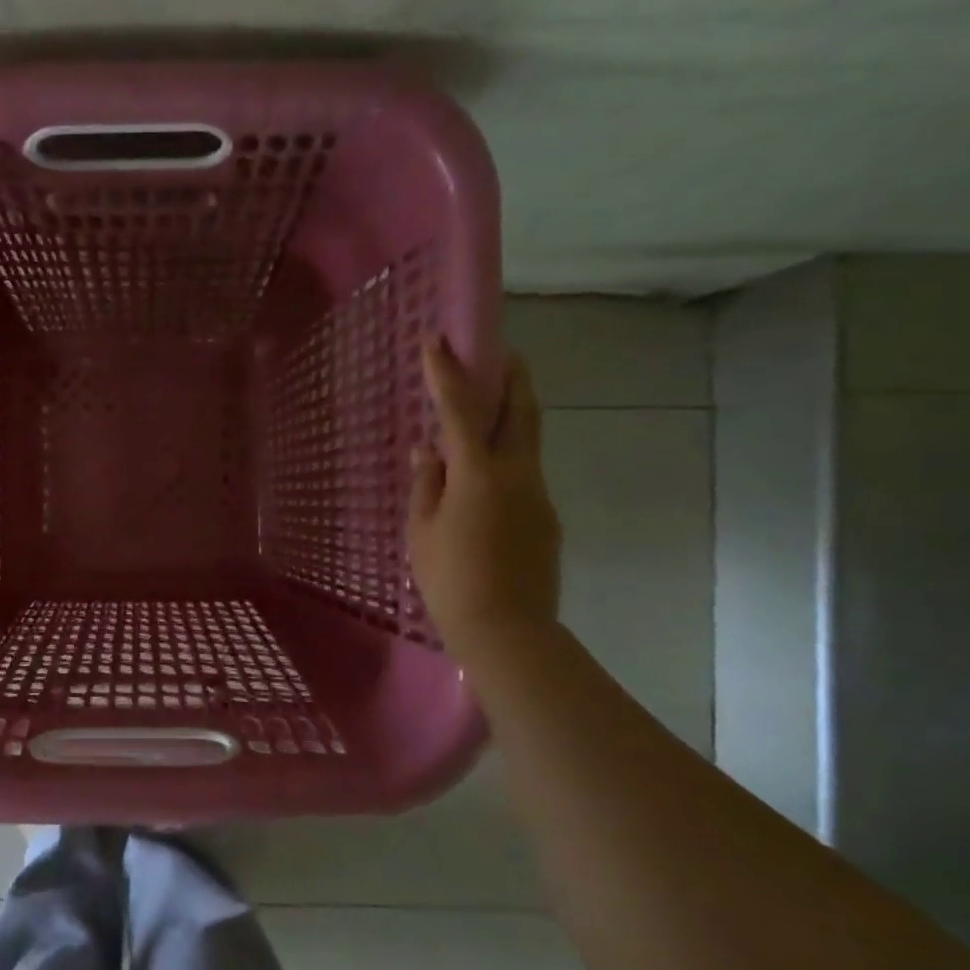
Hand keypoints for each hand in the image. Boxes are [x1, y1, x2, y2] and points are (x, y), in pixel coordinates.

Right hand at [406, 338, 561, 656]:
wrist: (508, 629)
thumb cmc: (451, 579)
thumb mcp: (423, 530)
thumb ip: (427, 483)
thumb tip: (429, 450)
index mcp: (479, 473)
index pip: (461, 410)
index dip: (447, 373)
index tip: (437, 340)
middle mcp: (517, 473)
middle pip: (520, 411)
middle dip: (511, 376)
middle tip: (501, 352)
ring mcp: (538, 494)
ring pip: (528, 440)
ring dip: (513, 413)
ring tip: (492, 404)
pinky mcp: (545, 517)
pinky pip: (525, 472)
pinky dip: (508, 455)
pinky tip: (486, 473)